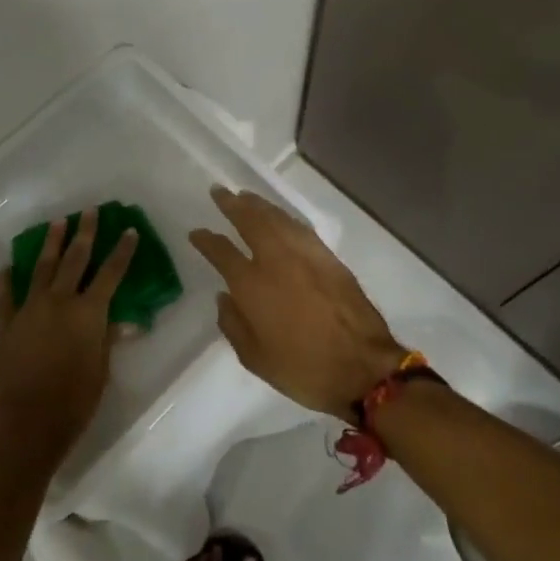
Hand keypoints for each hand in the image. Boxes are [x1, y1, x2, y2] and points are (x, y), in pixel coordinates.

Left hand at [0, 208, 137, 472]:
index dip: (122, 251)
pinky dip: (7, 278)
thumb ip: (108, 338)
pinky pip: (6, 294)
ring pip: (41, 267)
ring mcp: (28, 309)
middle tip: (89, 211)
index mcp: (87, 313)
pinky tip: (8, 266)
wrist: (26, 427)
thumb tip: (123, 319)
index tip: (128, 230)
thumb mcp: (101, 371)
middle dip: (84, 233)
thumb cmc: (74, 403)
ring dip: (51, 243)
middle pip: (74, 259)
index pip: (110, 273)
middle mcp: (59, 302)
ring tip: (57, 223)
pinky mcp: (5, 323)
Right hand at [190, 187, 406, 418]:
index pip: (222, 252)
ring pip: (277, 218)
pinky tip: (281, 218)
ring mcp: (305, 255)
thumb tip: (224, 297)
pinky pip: (300, 228)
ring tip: (246, 197)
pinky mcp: (329, 258)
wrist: (363, 368)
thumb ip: (233, 324)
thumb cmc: (303, 368)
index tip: (196, 232)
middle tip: (220, 192)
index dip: (206, 240)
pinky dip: (285, 218)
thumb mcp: (255, 358)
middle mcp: (276, 260)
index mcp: (252, 284)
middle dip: (232, 204)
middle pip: (250, 221)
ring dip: (259, 205)